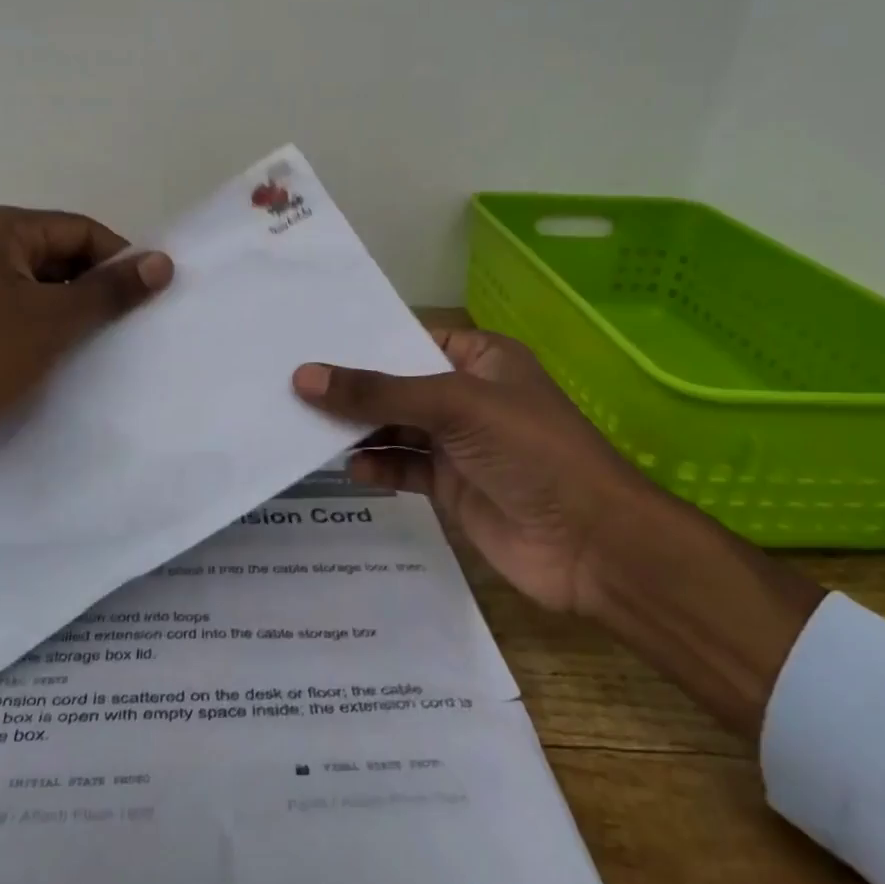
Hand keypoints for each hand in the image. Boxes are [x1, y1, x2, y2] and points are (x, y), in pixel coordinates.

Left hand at [0, 207, 172, 539]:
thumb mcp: (55, 319)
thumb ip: (111, 289)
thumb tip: (164, 262)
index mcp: (0, 228)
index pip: (80, 230)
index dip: (118, 260)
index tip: (150, 297)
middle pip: (63, 256)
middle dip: (98, 287)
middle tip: (132, 323)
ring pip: (45, 288)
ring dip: (77, 311)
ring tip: (107, 343)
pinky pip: (24, 313)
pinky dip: (51, 329)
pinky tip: (71, 356)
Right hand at [292, 329, 645, 615]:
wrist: (592, 544)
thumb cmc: (530, 450)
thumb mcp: (454, 405)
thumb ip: (378, 392)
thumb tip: (303, 377)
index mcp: (480, 358)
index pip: (411, 339)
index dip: (365, 341)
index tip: (310, 341)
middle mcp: (467, 395)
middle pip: (397, 385)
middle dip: (353, 389)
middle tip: (292, 385)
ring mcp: (459, 443)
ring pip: (396, 427)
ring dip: (359, 429)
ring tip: (306, 427)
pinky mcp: (451, 486)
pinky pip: (403, 467)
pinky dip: (377, 466)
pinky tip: (351, 469)